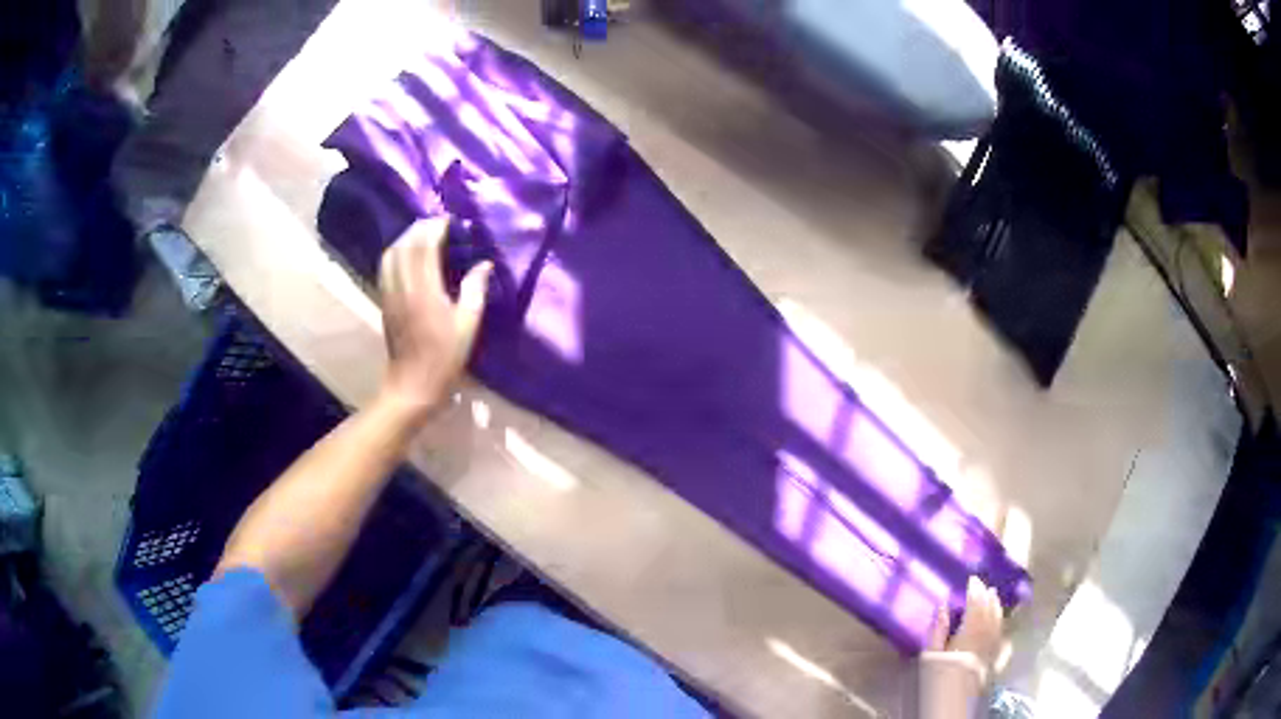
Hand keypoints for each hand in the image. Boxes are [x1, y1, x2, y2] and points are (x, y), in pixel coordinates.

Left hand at [379, 218, 491, 418]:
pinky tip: (408, 256)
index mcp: (425, 290)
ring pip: (391, 254)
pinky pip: (386, 268)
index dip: (436, 228)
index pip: (424, 246)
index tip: (450, 221)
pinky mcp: (385, 302)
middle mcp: (403, 286)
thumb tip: (483, 264)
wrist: (412, 385)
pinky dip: (396, 254)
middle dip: (420, 228)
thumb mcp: (468, 326)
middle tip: (439, 224)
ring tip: (423, 235)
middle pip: (405, 245)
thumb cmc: (444, 358)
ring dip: (406, 239)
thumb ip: (475, 290)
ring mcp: (390, 294)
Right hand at [927, 578, 1005, 671]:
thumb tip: (943, 606)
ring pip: (998, 623)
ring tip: (995, 598)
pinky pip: (1002, 640)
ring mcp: (992, 647)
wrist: (952, 697)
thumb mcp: (932, 652)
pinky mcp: (994, 660)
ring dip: (997, 609)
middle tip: (986, 586)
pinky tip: (1003, 628)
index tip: (973, 580)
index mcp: (970, 631)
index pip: (975, 606)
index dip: (975, 591)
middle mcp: (985, 635)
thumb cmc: (939, 673)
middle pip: (989, 612)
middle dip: (987, 597)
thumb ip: (938, 629)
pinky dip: (1003, 631)